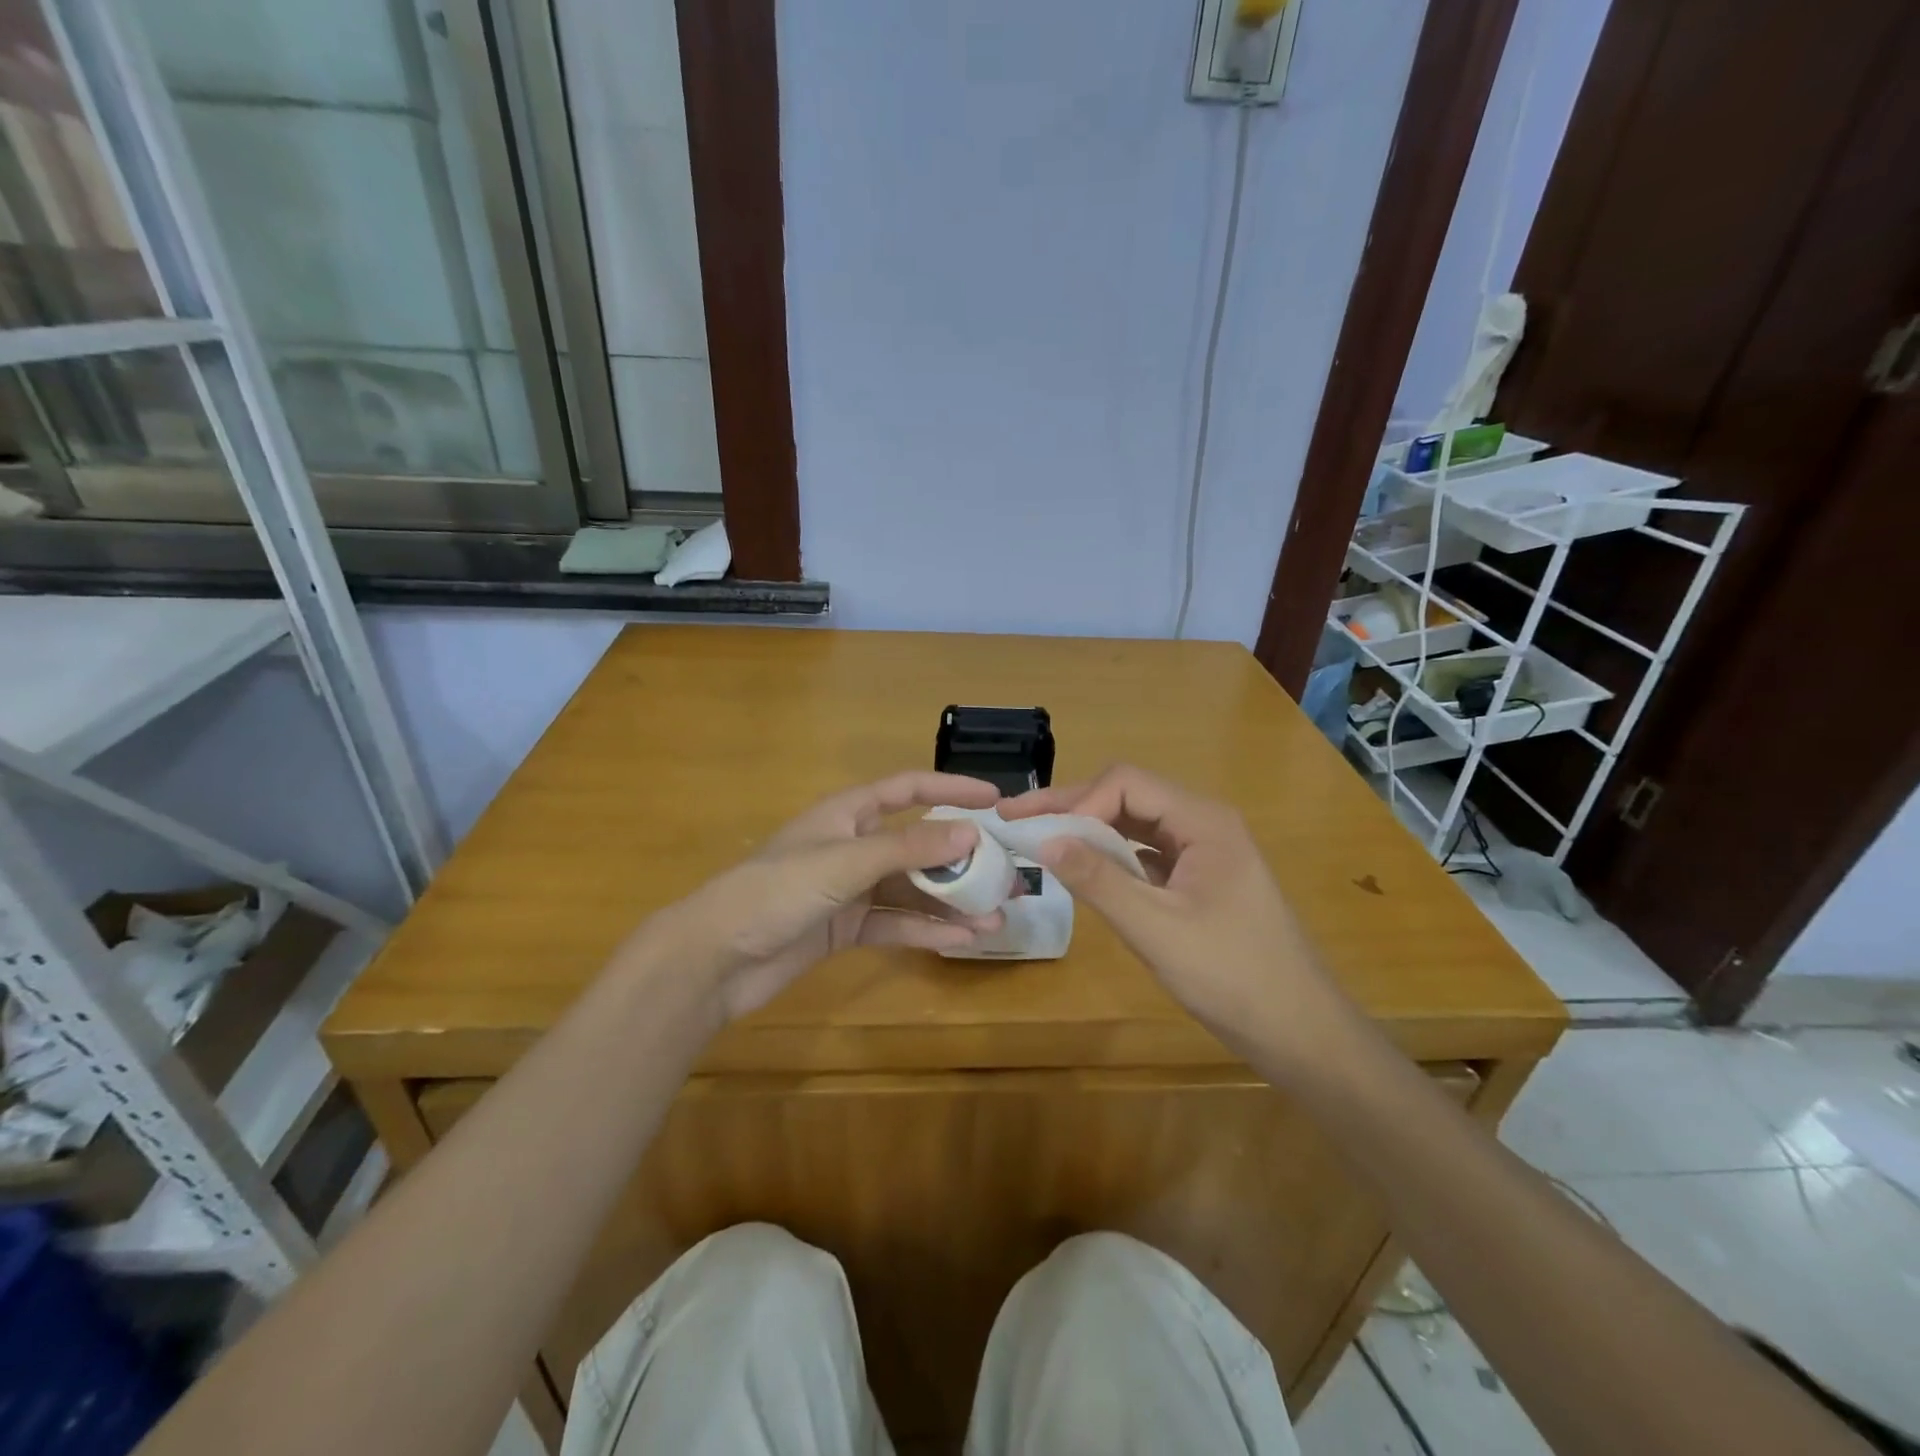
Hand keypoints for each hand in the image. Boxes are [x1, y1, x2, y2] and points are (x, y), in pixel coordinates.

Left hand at [647, 772, 1004, 1022]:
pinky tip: (960, 941)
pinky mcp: (845, 928)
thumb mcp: (845, 862)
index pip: (908, 789)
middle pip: (917, 845)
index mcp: (848, 814)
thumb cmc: (777, 890)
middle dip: (961, 860)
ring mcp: (850, 889)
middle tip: (1007, 875)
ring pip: (911, 889)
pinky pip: (894, 924)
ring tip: (995, 917)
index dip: (951, 790)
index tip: (996, 801)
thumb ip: (908, 850)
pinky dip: (925, 931)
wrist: (715, 957)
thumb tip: (971, 835)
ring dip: (951, 902)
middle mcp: (853, 846)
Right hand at [1001, 765, 1360, 1071]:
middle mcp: (1203, 824)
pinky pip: (1145, 853)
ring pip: (1134, 824)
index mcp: (1203, 821)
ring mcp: (1202, 851)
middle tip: (1015, 817)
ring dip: (1087, 829)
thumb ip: (1099, 881)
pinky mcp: (1198, 879)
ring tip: (1038, 837)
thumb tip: (1043, 840)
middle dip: (1071, 806)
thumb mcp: (1157, 929)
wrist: (1299, 1030)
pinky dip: (1109, 856)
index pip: (1126, 783)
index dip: (1078, 802)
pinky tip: (1083, 869)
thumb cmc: (1232, 976)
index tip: (1041, 836)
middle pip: (1127, 796)